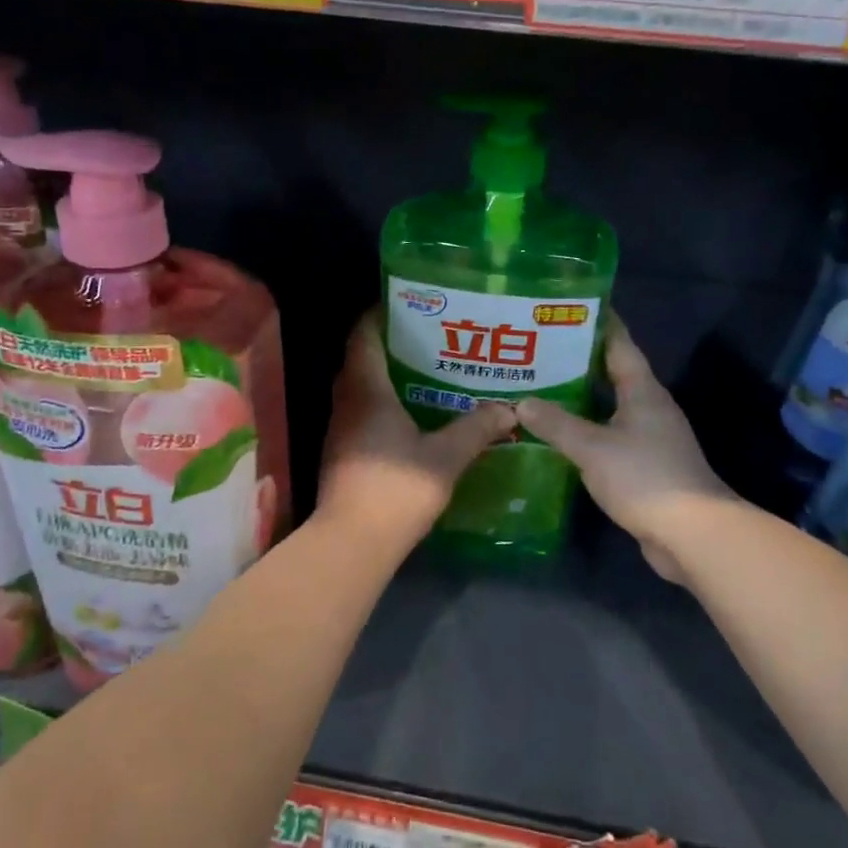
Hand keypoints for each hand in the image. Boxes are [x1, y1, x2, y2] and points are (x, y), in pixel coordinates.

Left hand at [316, 312, 517, 549]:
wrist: (352, 544)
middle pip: (361, 358)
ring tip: (427, 371)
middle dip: (391, 343)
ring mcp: (340, 429)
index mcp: (366, 390)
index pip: (363, 335)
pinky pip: (361, 412)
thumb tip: (507, 408)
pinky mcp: (342, 453)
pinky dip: (383, 404)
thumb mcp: (446, 457)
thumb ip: (476, 429)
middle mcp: (346, 402)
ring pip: (361, 387)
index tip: (410, 304)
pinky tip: (413, 415)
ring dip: (388, 376)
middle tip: (430, 337)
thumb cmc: (396, 489)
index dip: (380, 313)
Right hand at [515, 317, 734, 584]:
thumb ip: (556, 424)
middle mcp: (649, 406)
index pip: (619, 343)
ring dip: (580, 397)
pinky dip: (586, 429)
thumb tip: (522, 402)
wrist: (692, 534)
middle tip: (539, 348)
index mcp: (642, 391)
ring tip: (541, 386)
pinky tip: (560, 434)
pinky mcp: (646, 464)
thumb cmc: (645, 477)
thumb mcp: (593, 448)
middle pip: (612, 372)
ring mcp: (650, 436)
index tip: (569, 305)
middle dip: (578, 359)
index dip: (597, 322)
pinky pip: (610, 434)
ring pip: (610, 405)